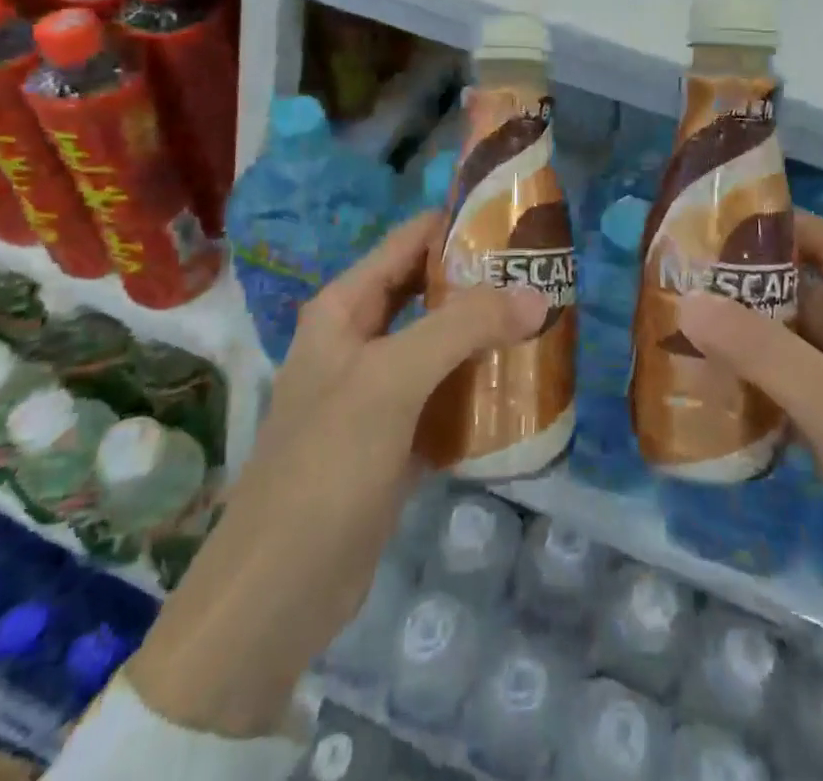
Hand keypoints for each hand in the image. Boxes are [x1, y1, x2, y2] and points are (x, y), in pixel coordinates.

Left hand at [128, 213, 547, 737]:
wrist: (276, 596)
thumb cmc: (325, 467)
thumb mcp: (392, 381)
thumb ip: (463, 327)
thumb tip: (537, 294)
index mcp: (345, 307)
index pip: (411, 240)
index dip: (462, 225)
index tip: (523, 228)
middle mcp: (360, 338)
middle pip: (430, 289)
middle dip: (484, 282)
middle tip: (546, 279)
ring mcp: (377, 390)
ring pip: (441, 342)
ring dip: (487, 334)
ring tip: (546, 325)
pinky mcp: (394, 437)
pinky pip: (445, 394)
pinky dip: (479, 386)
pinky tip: (522, 388)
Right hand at [678, 212, 822, 780]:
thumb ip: (766, 354)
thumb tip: (688, 300)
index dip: (788, 226)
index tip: (719, 221)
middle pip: (814, 300)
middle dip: (753, 289)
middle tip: (682, 283)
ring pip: (802, 356)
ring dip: (750, 344)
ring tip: (682, 334)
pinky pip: (799, 406)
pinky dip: (761, 395)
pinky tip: (715, 400)